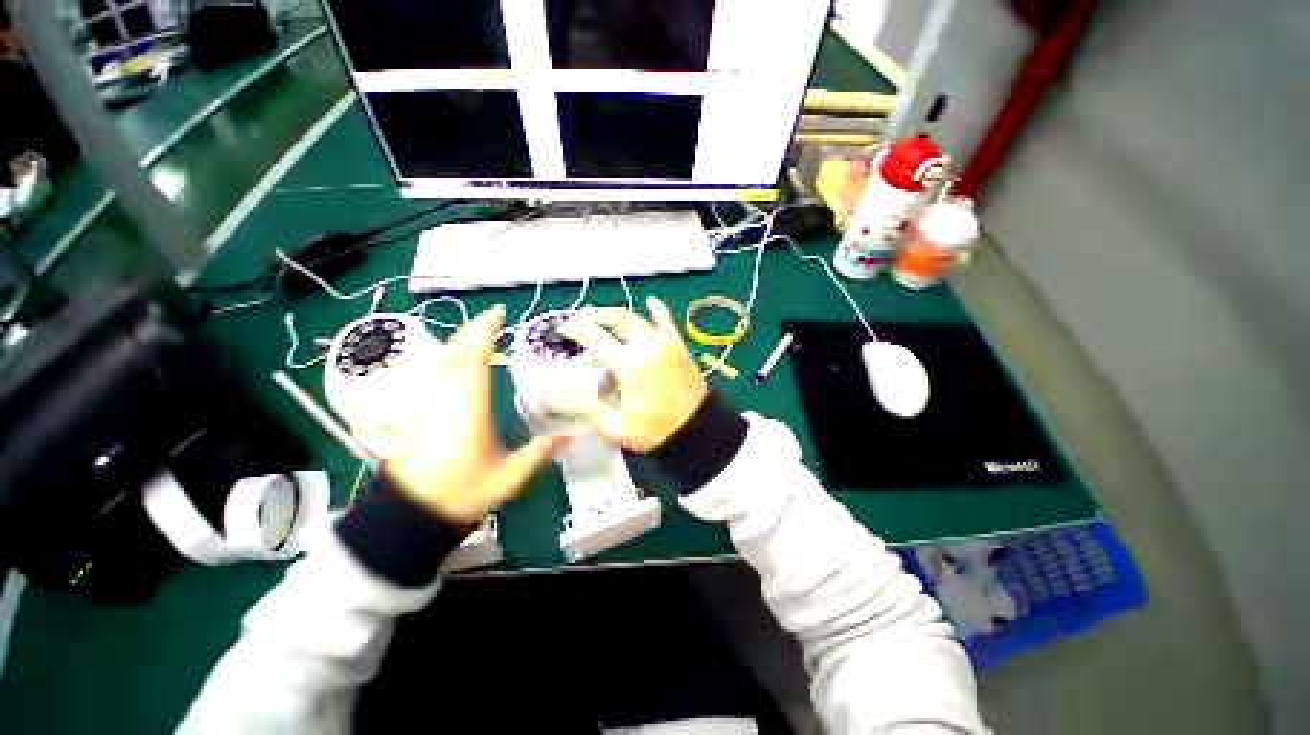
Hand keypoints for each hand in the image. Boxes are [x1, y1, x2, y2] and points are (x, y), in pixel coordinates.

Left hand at [385, 305, 566, 522]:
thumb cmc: (461, 492)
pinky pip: (432, 374)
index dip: (485, 330)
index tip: (499, 313)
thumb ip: (540, 452)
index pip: (475, 355)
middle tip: (493, 320)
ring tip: (479, 336)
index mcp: (469, 404)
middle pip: (455, 351)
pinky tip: (456, 366)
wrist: (407, 515)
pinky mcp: (414, 412)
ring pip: (440, 360)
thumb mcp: (509, 476)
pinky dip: (447, 360)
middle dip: (473, 330)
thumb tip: (571, 437)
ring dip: (459, 343)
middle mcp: (443, 395)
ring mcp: (425, 402)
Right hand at [558, 297, 708, 451]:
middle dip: (596, 315)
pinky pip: (667, 322)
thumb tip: (557, 389)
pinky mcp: (678, 346)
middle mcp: (645, 345)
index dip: (577, 329)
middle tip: (582, 317)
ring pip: (638, 318)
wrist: (697, 430)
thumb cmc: (653, 429)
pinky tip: (651, 301)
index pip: (595, 337)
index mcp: (628, 364)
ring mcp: (664, 343)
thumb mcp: (613, 425)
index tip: (563, 327)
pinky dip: (657, 310)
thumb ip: (585, 405)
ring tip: (604, 315)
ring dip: (618, 314)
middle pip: (617, 319)